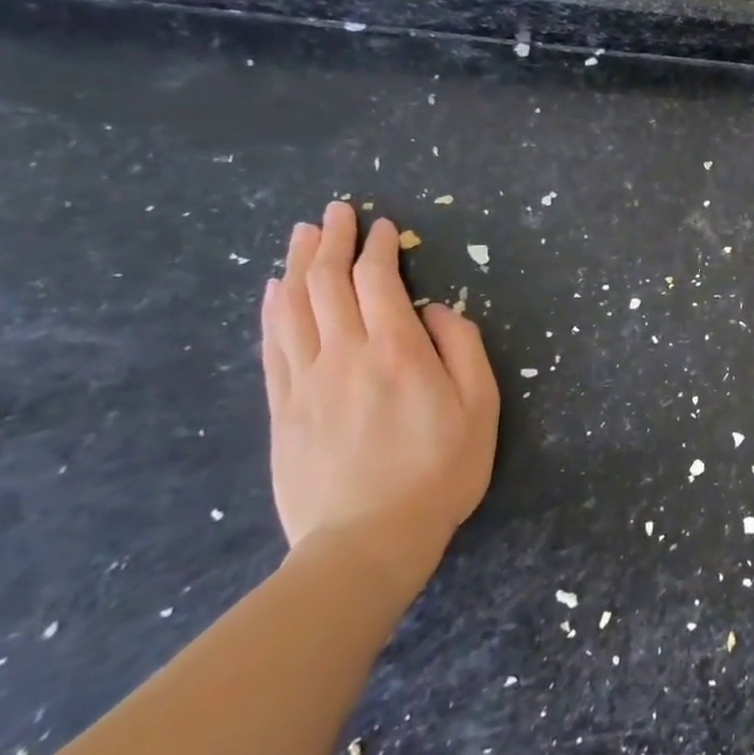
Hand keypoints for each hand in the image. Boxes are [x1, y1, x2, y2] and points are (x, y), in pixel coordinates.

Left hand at [261, 201, 499, 590]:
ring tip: (302, 235)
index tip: (381, 226)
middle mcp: (345, 353)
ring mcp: (306, 381)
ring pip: (293, 306)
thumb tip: (436, 311)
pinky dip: (272, 309)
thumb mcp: (481, 408)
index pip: (377, 281)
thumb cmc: (439, 472)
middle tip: (336, 212)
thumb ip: (462, 349)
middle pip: (326, 282)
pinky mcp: (282, 408)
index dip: (377, 248)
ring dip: (297, 264)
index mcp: (396, 350)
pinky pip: (272, 345)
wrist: (367, 542)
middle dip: (331, 240)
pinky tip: (273, 291)